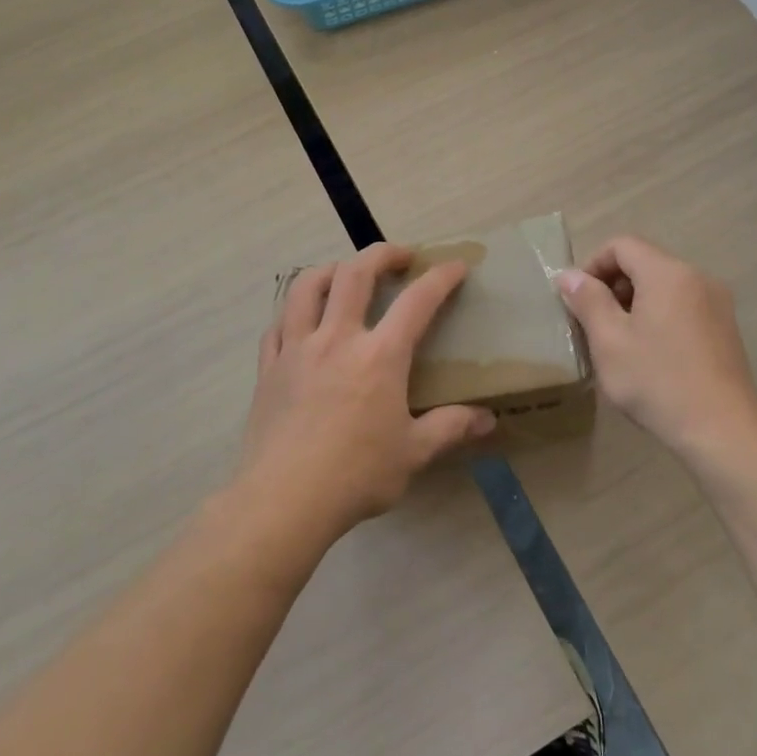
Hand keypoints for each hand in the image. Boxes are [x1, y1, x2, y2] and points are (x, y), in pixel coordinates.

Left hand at [239, 242, 496, 540]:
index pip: (418, 301)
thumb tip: (488, 420)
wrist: (283, 501)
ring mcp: (297, 350)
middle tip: (400, 257)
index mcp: (380, 355)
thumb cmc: (356, 475)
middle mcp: (337, 338)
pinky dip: (292, 314)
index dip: (441, 277)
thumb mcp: (413, 453)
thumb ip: (450, 428)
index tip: (456, 265)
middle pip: (356, 273)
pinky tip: (301, 323)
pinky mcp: (268, 369)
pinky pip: (278, 326)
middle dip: (382, 254)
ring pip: (307, 287)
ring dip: (330, 269)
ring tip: (344, 274)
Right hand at [555, 236, 756, 466]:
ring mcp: (717, 303)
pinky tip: (650, 355)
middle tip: (593, 323)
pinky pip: (682, 305)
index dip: (592, 265)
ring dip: (634, 302)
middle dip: (613, 285)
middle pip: (645, 262)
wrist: (723, 432)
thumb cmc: (658, 382)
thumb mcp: (610, 341)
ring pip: (664, 285)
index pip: (622, 245)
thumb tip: (569, 275)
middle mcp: (697, 277)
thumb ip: (588, 300)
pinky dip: (658, 316)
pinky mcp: (725, 328)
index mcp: (668, 273)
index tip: (577, 300)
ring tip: (618, 342)